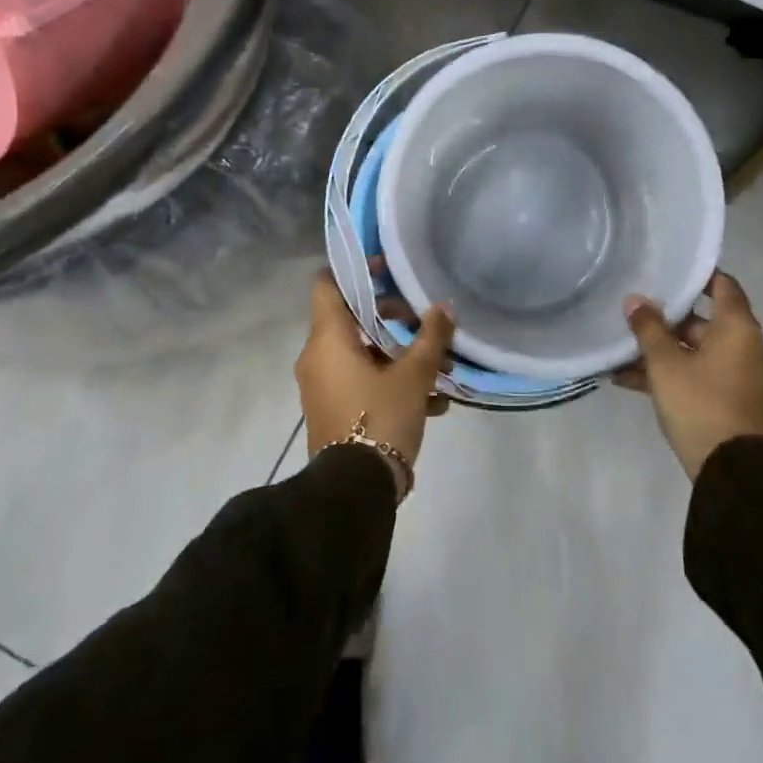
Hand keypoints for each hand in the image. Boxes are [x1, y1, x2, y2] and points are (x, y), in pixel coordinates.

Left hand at [297, 270, 454, 483]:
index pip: (327, 284)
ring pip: (364, 354)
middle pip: (354, 318)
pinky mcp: (334, 410)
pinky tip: (433, 404)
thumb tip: (444, 308)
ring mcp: (324, 386)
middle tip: (427, 326)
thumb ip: (431, 337)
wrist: (353, 492)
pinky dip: (392, 382)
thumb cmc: (379, 418)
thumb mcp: (414, 375)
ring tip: (443, 371)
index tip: (389, 269)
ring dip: (402, 356)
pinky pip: (363, 382)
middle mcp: (318, 357)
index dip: (356, 270)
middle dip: (395, 319)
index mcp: (328, 339)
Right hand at [617, 271, 762, 478]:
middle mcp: (743, 345)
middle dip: (666, 317)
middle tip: (633, 309)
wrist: (729, 469)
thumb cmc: (699, 402)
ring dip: (660, 349)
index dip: (696, 274)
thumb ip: (648, 328)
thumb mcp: (665, 363)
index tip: (668, 267)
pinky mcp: (726, 397)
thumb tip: (635, 300)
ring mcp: (736, 374)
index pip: (722, 285)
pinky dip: (668, 373)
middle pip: (703, 319)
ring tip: (620, 348)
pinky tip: (626, 379)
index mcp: (737, 328)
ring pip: (694, 349)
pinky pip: (695, 373)